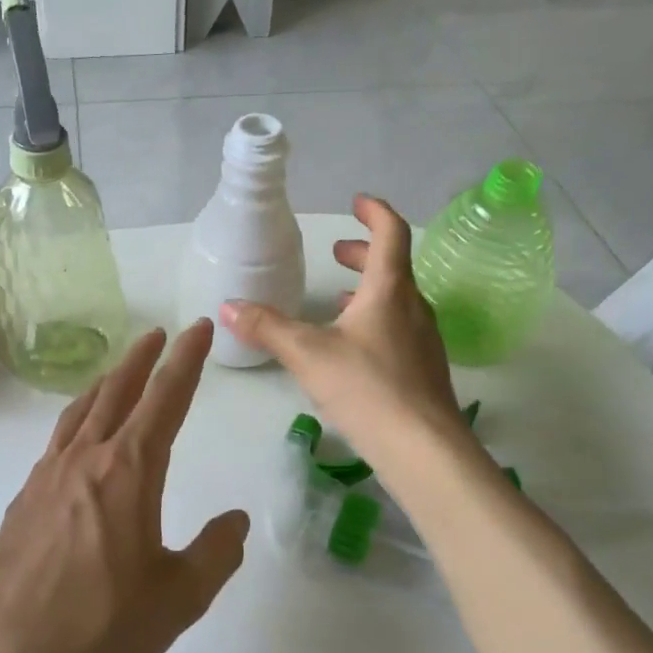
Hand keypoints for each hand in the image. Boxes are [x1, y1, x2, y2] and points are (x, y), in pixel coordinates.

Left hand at [0, 322, 248, 652]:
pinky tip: (79, 438)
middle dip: (143, 358)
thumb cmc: (102, 627)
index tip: (199, 327)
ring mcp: (48, 476)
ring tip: (119, 371)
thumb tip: (237, 521)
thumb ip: (215, 553)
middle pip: (118, 391)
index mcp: (128, 470)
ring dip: (106, 383)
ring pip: (82, 410)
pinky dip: (77, 420)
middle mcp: (86, 459)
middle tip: (159, 334)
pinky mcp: (24, 499)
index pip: (166, 398)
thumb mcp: (179, 598)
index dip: (187, 359)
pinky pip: (57, 440)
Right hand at [221, 195, 463, 459]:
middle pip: (394, 266)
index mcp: (390, 290)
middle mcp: (414, 307)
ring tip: (339, 299)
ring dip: (369, 290)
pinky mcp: (424, 370)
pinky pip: (400, 328)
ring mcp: (424, 340)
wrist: (424, 450)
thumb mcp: (308, 354)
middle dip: (364, 254)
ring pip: (398, 300)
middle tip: (338, 252)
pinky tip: (353, 347)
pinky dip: (376, 320)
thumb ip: (267, 327)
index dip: (375, 212)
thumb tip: (228, 306)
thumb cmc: (367, 388)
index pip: (391, 234)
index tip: (357, 202)